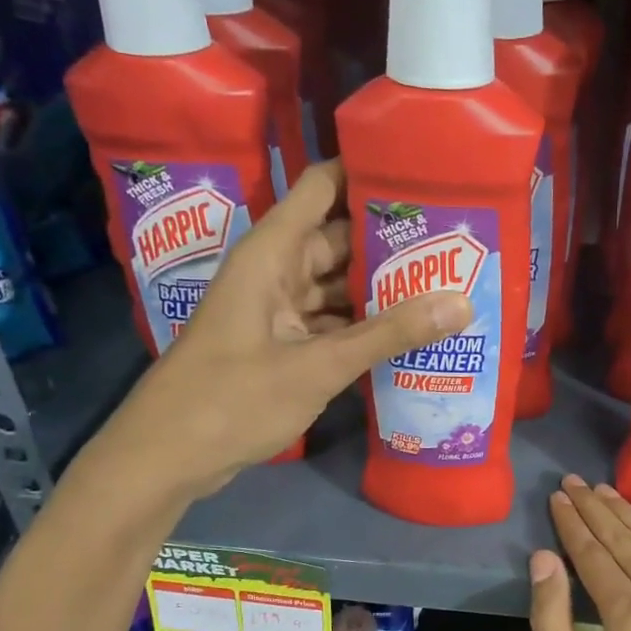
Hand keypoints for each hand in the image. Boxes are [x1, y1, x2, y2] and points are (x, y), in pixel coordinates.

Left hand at [88, 160, 469, 504]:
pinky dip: (364, 329)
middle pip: (340, 239)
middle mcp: (275, 272)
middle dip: (392, 241)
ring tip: (446, 285)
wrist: (167, 457)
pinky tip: (409, 336)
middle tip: (456, 242)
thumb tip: (463, 303)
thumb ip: (389, 334)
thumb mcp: (318, 366)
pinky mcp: (281, 347)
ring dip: (382, 290)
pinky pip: (331, 324)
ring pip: (338, 287)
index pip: (323, 187)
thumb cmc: (232, 399)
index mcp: (272, 253)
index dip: (369, 172)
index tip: (426, 174)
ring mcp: (277, 312)